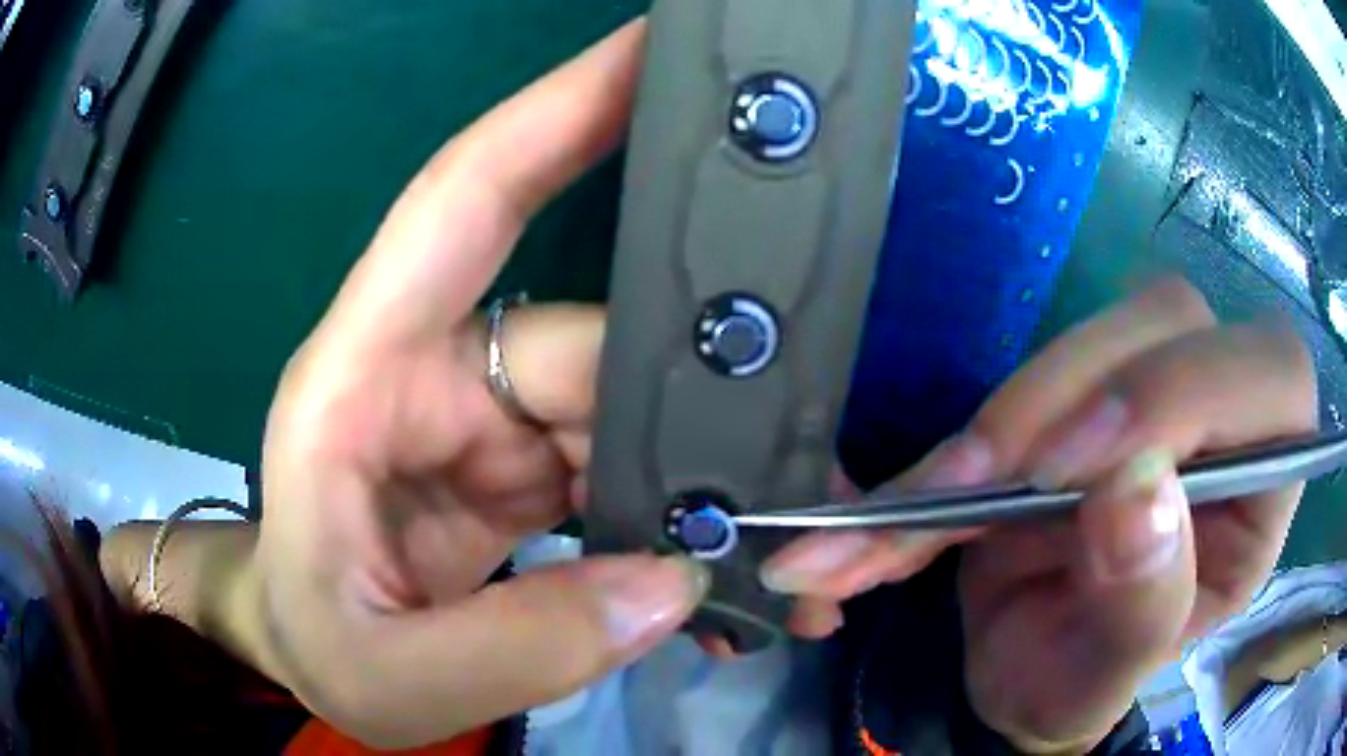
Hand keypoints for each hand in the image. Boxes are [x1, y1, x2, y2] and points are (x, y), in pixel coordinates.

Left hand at [249, 23, 705, 748]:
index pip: (465, 199)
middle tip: (795, 482)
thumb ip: (515, 648)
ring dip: (699, 485)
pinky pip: (620, 471)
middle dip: (696, 410)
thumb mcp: (387, 677)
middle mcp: (432, 376)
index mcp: (362, 382)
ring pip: (626, 412)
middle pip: (595, 348)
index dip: (560, 111)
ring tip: (770, 560)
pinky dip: (674, 522)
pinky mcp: (520, 471)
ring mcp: (484, 422)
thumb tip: (668, 585)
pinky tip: (714, 583)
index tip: (654, 51)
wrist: (309, 655)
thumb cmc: (312, 644)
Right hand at [760, 279, 1316, 752]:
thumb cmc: (1083, 685)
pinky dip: (964, 437)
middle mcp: (1224, 413)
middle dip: (1078, 392)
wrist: (1025, 665)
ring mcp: (1151, 386)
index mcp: (1266, 485)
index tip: (1076, 472)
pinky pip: (1029, 373)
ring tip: (936, 503)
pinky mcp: (1083, 389)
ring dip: (1011, 413)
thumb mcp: (1107, 680)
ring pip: (1098, 331)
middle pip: (1172, 323)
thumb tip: (1135, 496)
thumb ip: (1141, 607)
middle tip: (988, 481)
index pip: (1274, 377)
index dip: (1183, 394)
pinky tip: (913, 496)